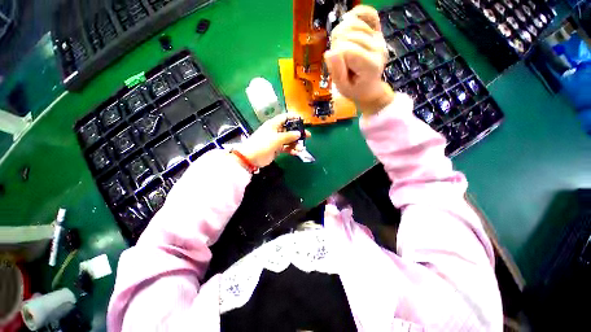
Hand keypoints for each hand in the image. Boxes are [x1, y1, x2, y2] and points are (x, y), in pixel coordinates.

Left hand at [234, 113, 310, 168]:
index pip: (285, 117)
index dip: (294, 117)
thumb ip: (288, 136)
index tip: (303, 121)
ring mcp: (276, 140)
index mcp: (274, 124)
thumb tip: (299, 133)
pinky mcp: (277, 149)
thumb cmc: (262, 144)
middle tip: (308, 136)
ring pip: (289, 140)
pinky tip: (296, 153)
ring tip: (300, 149)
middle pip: (290, 129)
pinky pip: (286, 148)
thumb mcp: (276, 139)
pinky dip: (291, 150)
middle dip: (298, 133)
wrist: (251, 158)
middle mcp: (276, 131)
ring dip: (296, 144)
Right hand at [325, 5, 395, 114]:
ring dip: (341, 34)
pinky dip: (355, 15)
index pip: (346, 50)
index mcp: (370, 65)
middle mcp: (377, 48)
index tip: (337, 68)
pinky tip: (348, 24)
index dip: (335, 57)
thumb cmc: (355, 89)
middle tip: (339, 60)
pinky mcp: (377, 30)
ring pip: (353, 23)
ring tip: (342, 48)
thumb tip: (329, 53)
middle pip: (348, 35)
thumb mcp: (343, 88)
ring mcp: (378, 38)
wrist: (369, 87)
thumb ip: (337, 73)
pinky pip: (367, 13)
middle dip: (337, 46)